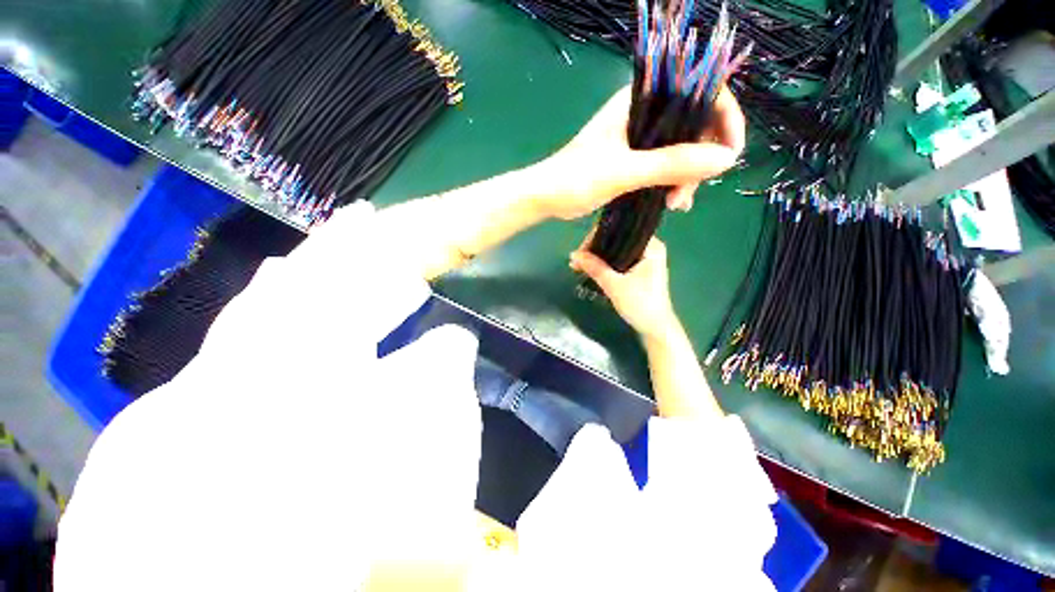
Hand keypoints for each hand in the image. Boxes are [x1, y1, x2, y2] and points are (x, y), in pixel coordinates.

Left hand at [535, 84, 744, 220]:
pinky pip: (663, 165)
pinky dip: (670, 182)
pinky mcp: (631, 158)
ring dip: (685, 177)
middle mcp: (642, 112)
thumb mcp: (624, 172)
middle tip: (688, 193)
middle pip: (692, 124)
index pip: (698, 92)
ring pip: (679, 148)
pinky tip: (670, 203)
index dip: (723, 118)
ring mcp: (637, 137)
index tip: (729, 153)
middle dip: (699, 159)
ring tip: (675, 205)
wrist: (547, 197)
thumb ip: (671, 163)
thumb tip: (724, 160)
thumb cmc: (576, 179)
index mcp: (639, 100)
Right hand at [570, 237, 678, 340]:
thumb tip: (574, 255)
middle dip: (594, 249)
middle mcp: (649, 248)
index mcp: (650, 246)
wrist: (655, 329)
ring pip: (615, 252)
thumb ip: (594, 267)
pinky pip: (618, 261)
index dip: (597, 237)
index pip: (620, 230)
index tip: (581, 251)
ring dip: (597, 258)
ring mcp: (644, 260)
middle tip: (577, 260)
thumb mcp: (614, 285)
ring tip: (579, 265)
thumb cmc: (640, 305)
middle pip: (616, 240)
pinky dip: (604, 264)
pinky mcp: (639, 270)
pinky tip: (590, 269)